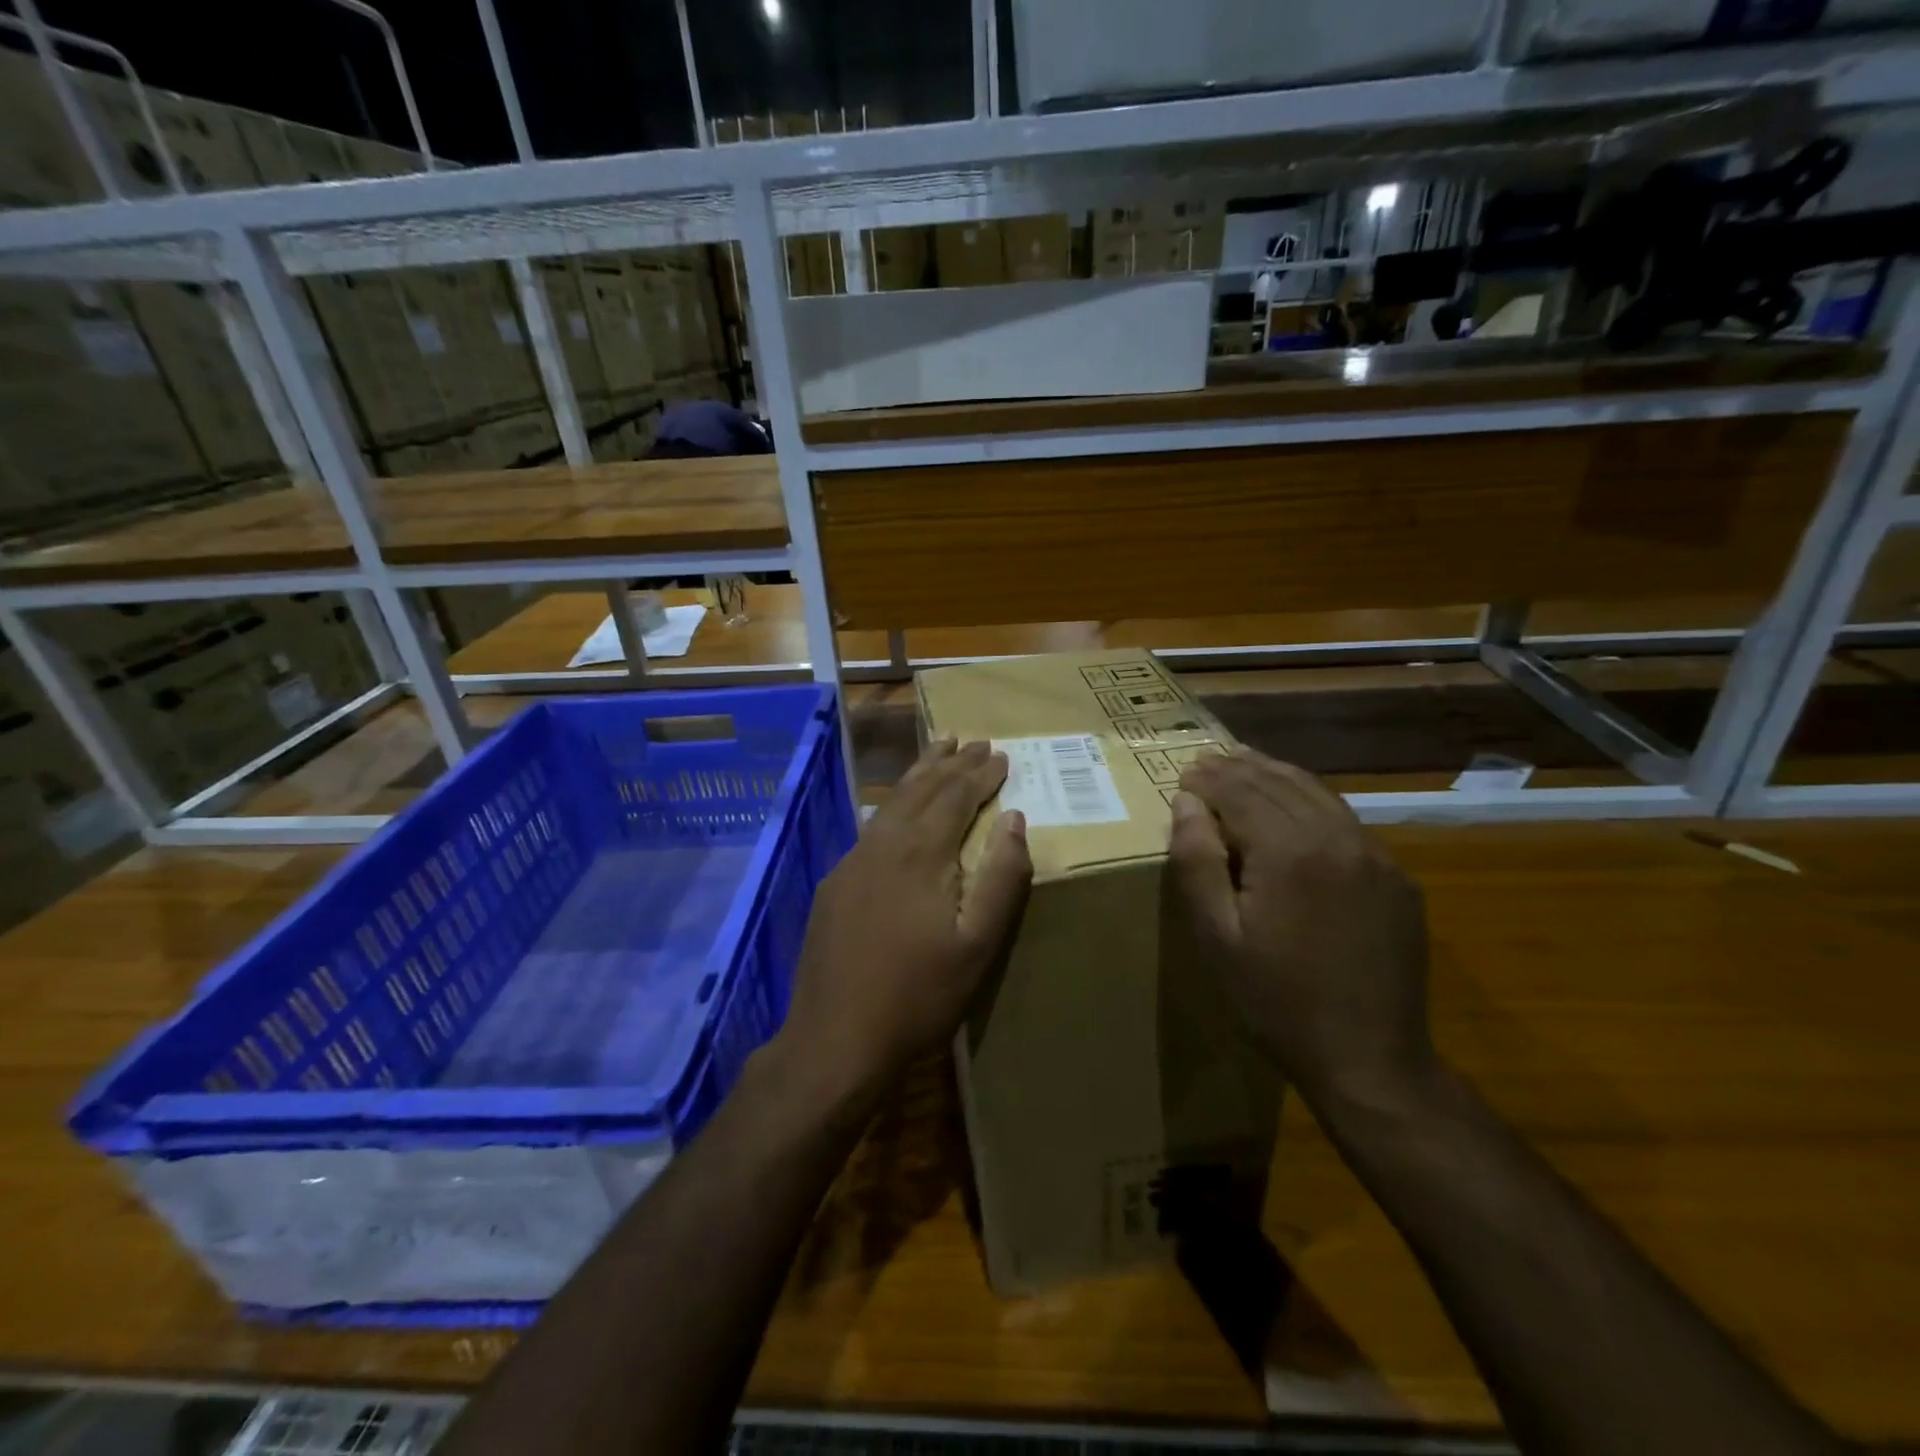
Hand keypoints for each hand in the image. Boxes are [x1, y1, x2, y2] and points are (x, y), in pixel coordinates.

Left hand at [776, 740, 1031, 1109]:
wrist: (835, 1041)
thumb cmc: (918, 996)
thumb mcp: (977, 944)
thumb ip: (1000, 877)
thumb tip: (1014, 818)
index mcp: (920, 853)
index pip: (956, 796)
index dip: (980, 773)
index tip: (1002, 754)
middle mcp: (882, 844)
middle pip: (921, 790)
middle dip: (950, 763)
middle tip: (973, 740)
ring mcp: (852, 862)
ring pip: (893, 804)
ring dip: (920, 776)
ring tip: (938, 753)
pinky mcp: (835, 884)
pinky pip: (872, 827)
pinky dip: (896, 806)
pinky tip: (899, 811)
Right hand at [1168, 748, 1434, 1116]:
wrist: (1370, 1061)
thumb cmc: (1276, 1001)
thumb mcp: (1217, 938)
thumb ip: (1197, 862)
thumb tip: (1185, 802)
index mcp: (1289, 851)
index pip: (1241, 791)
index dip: (1209, 778)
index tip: (1184, 773)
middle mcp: (1338, 838)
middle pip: (1280, 783)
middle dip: (1239, 768)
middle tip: (1207, 760)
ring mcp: (1376, 856)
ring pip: (1317, 794)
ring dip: (1276, 776)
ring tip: (1244, 766)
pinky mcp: (1396, 878)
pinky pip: (1346, 821)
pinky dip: (1310, 801)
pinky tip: (1294, 807)